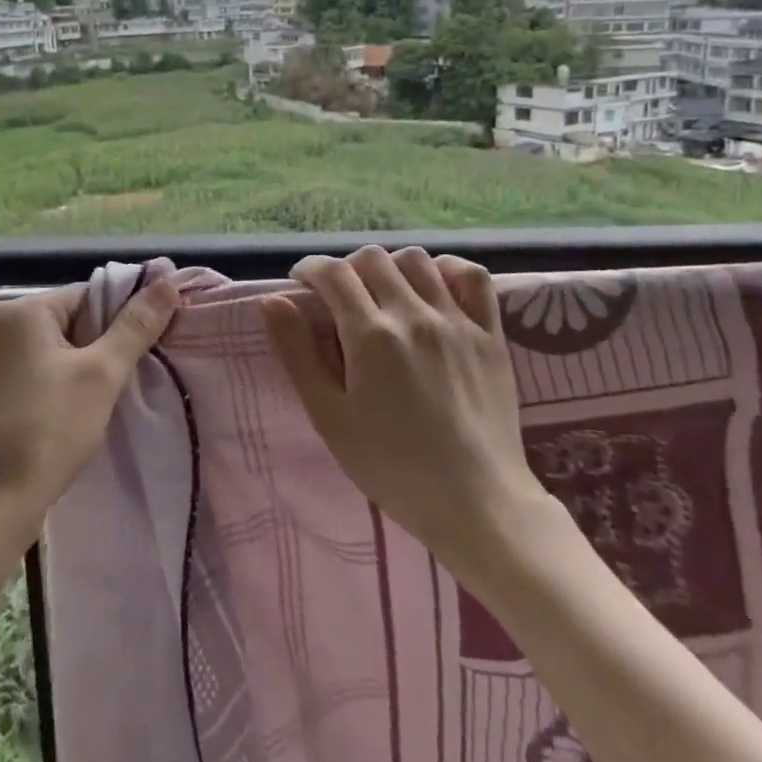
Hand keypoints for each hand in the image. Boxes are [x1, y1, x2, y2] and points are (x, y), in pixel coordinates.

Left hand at [0, 279, 180, 547]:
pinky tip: (71, 412)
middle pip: (69, 320)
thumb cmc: (48, 431)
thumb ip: (136, 326)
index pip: (88, 296)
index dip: (122, 318)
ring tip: (103, 398)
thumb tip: (168, 282)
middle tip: (127, 377)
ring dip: (80, 367)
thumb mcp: (102, 375)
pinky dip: (56, 383)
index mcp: (20, 310)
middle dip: (101, 345)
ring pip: (52, 349)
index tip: (147, 348)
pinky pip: (32, 371)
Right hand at [260, 246, 548, 578]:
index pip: (333, 274)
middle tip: (339, 297)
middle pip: (372, 259)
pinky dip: (447, 270)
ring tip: (382, 293)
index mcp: (371, 335)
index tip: (302, 282)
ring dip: (390, 267)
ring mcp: (457, 320)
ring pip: (417, 260)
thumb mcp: (329, 417)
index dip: (310, 269)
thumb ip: (298, 353)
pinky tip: (434, 287)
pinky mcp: (490, 333)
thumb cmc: (390, 466)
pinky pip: (471, 276)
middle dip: (346, 268)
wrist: (474, 502)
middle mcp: (414, 315)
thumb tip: (272, 301)